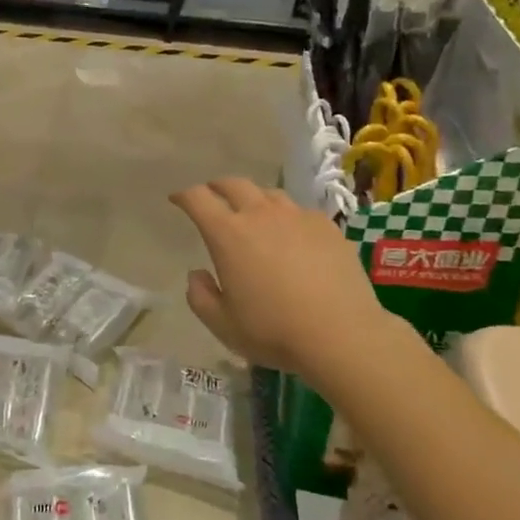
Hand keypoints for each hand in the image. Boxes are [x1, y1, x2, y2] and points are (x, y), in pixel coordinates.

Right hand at [171, 178, 391, 384]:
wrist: (342, 334)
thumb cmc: (274, 331)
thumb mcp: (223, 325)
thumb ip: (200, 297)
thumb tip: (197, 274)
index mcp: (228, 234)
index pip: (198, 198)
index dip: (184, 196)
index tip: (177, 199)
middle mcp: (260, 214)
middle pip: (233, 184)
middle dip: (217, 187)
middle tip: (212, 196)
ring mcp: (297, 216)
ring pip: (268, 194)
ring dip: (253, 198)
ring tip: (253, 213)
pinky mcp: (326, 226)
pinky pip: (299, 212)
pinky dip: (287, 217)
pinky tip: (292, 236)